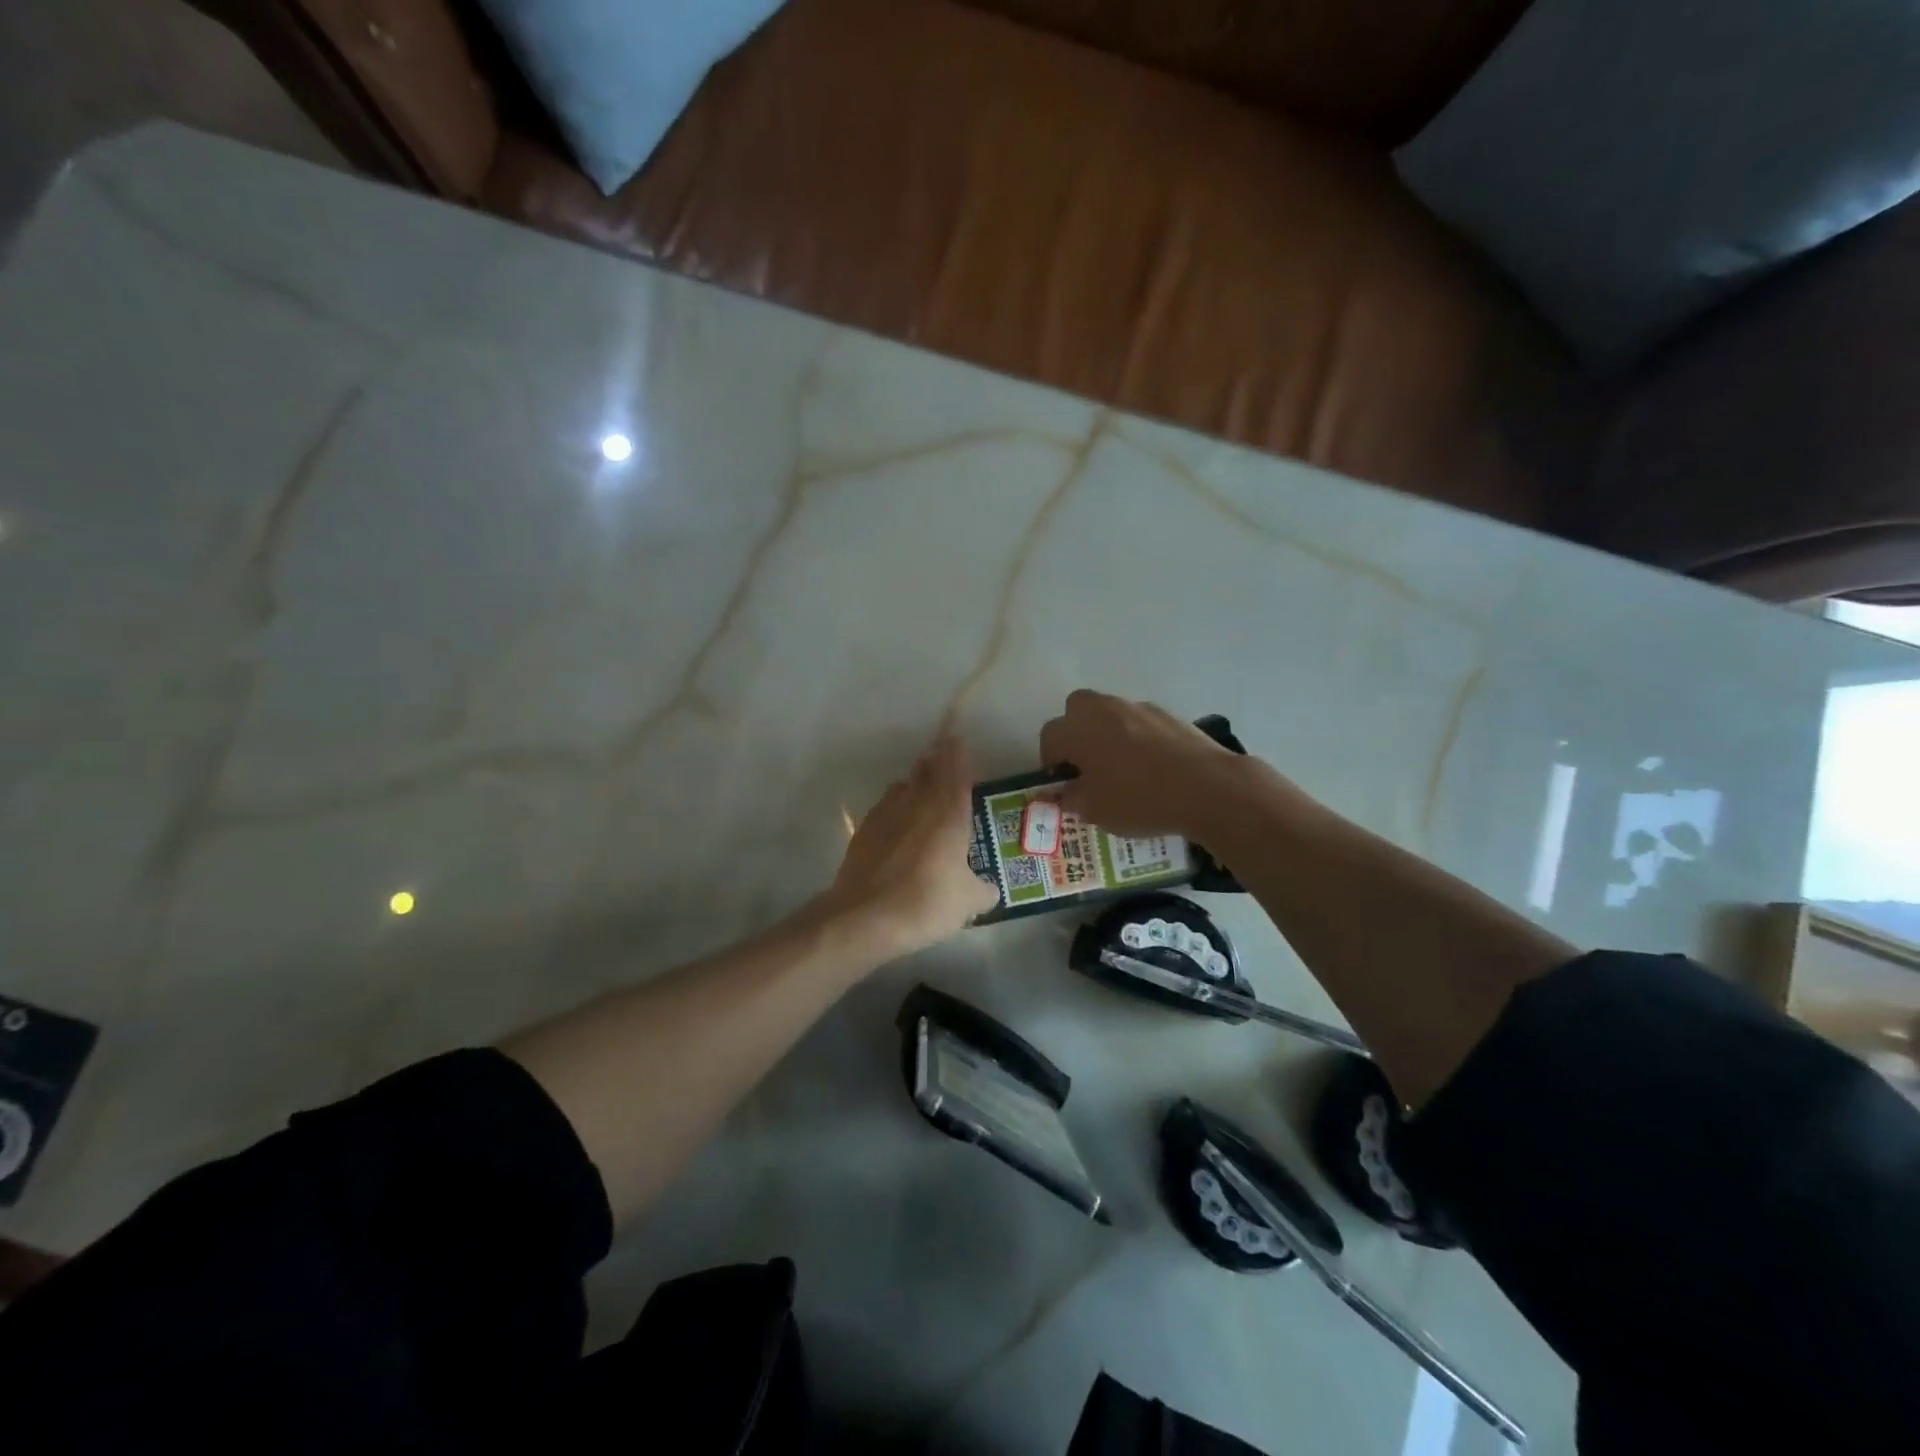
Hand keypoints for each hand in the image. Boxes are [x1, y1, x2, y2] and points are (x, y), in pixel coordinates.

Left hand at [822, 737, 999, 958]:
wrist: (864, 918)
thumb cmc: (926, 903)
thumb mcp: (968, 903)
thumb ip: (984, 890)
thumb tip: (989, 889)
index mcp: (949, 814)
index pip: (956, 771)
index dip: (958, 754)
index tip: (959, 742)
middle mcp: (918, 804)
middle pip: (927, 770)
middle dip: (937, 763)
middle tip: (946, 764)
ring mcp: (886, 814)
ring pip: (904, 786)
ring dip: (915, 784)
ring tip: (924, 795)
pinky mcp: (864, 830)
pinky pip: (885, 807)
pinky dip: (896, 808)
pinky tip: (899, 826)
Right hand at [1039, 689, 1248, 837]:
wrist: (1207, 787)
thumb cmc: (1140, 799)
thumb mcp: (1096, 811)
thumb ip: (1072, 798)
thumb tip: (1064, 793)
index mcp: (1078, 729)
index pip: (1049, 737)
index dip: (1051, 762)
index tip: (1064, 784)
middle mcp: (1103, 709)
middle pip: (1076, 710)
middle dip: (1075, 733)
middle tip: (1087, 765)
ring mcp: (1137, 708)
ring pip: (1110, 714)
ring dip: (1107, 733)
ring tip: (1122, 768)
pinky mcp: (1167, 714)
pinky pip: (1139, 722)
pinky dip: (1137, 737)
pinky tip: (1152, 766)